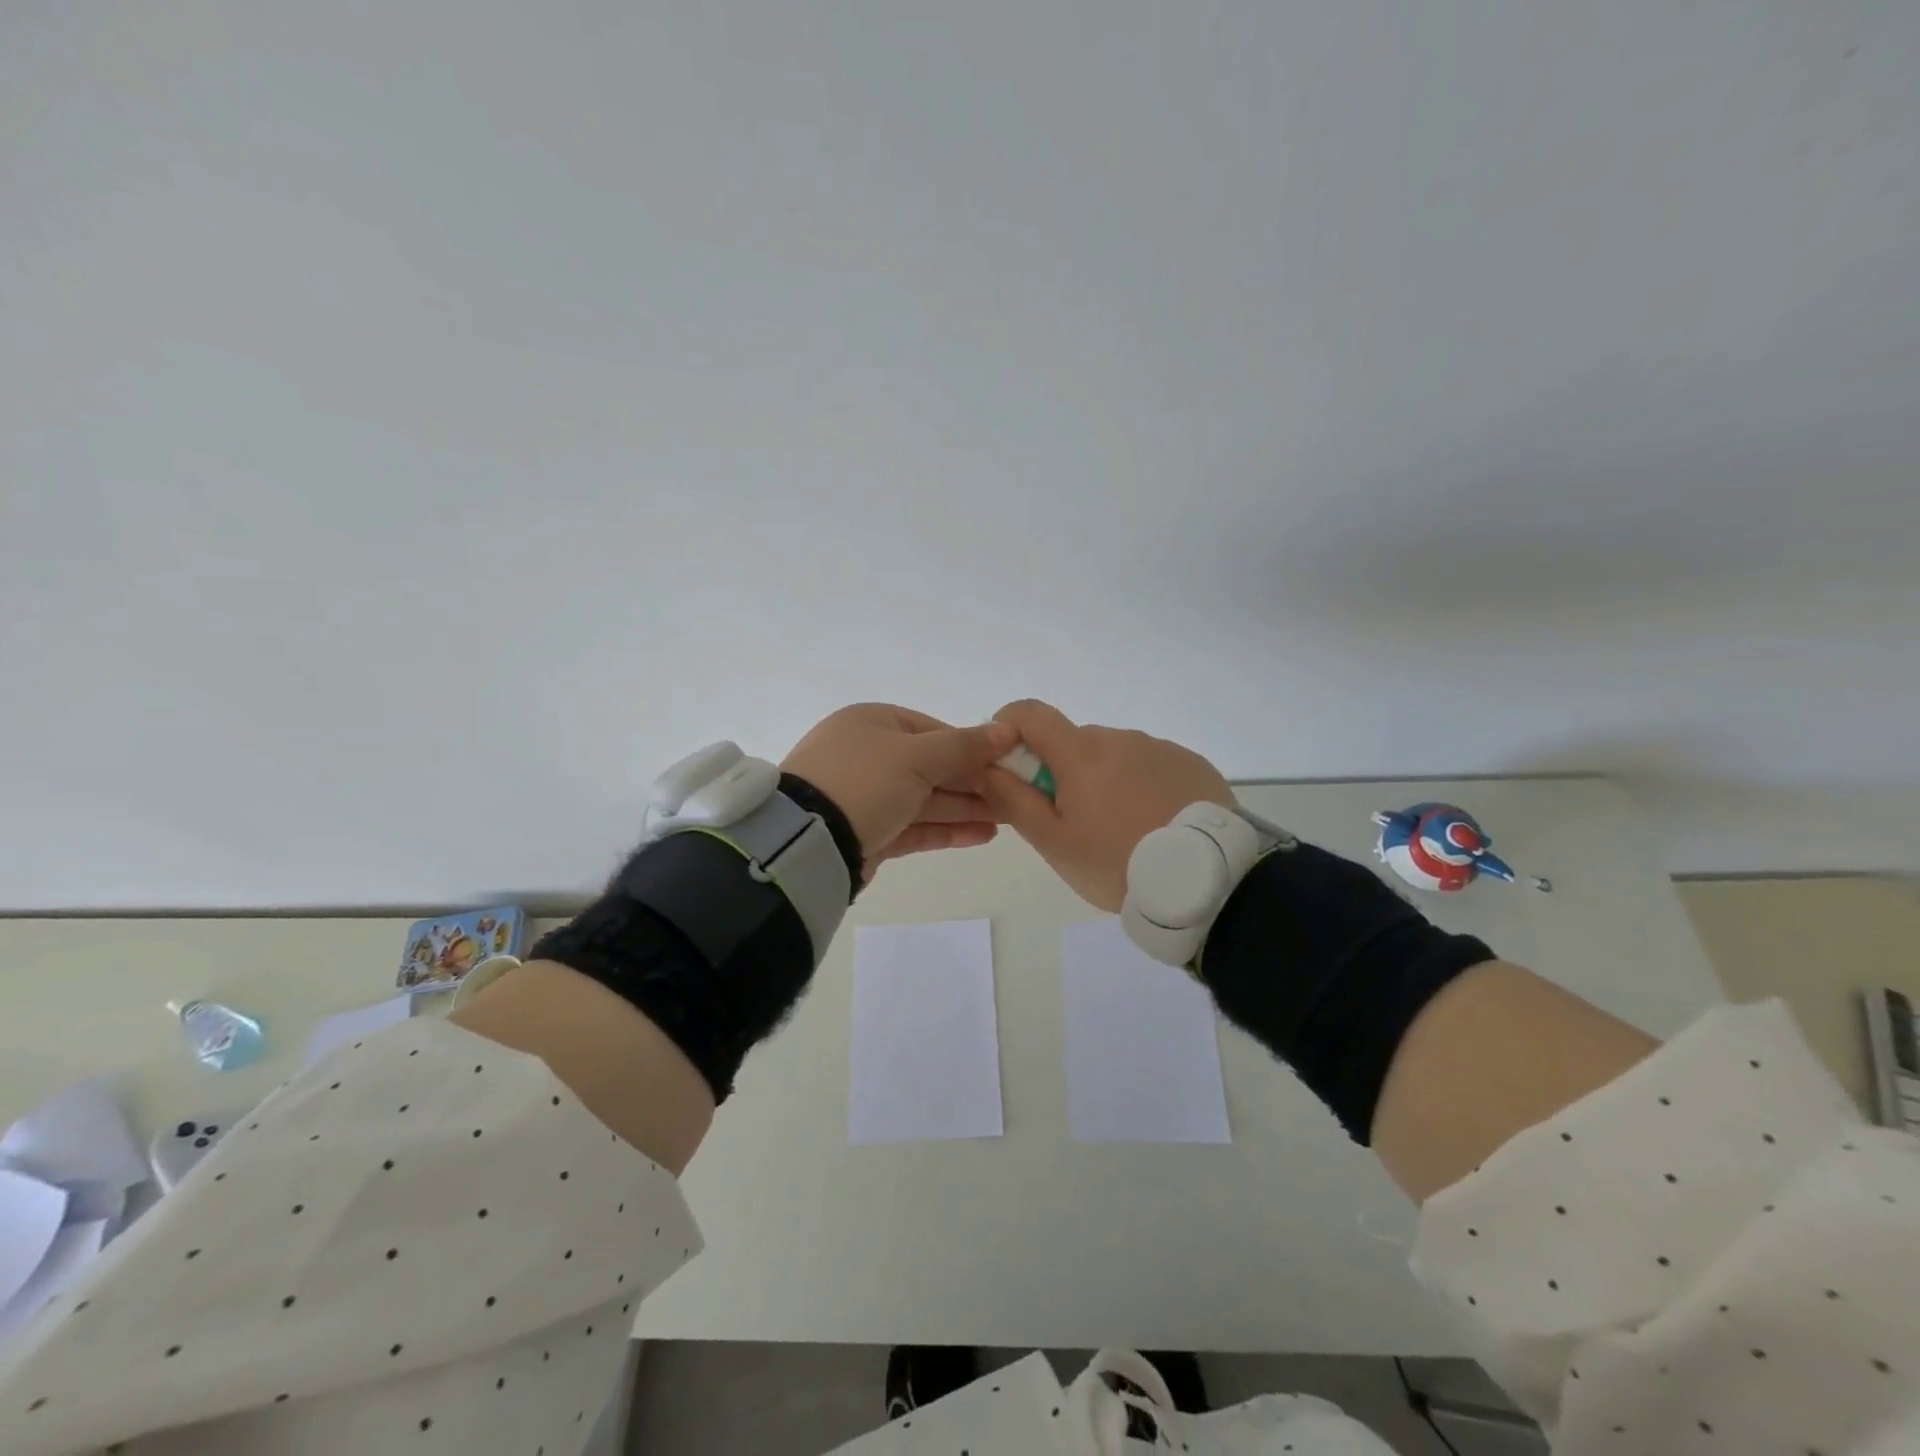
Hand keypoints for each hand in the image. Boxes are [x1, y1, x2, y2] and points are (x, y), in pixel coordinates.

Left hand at [782, 705, 1019, 877]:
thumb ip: (965, 746)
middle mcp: (868, 754)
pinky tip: (982, 835)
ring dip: (965, 807)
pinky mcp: (869, 832)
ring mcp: (866, 796)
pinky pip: (914, 825)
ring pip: (925, 798)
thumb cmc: (864, 782)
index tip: (1007, 765)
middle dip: (973, 781)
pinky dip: (946, 829)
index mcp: (874, 722)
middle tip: (1015, 796)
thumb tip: (1008, 729)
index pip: (934, 730)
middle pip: (932, 766)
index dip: (973, 747)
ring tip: (1008, 819)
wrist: (806, 841)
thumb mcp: (917, 757)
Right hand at [977, 699, 1233, 910]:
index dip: (1008, 728)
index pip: (1030, 713)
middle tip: (1072, 821)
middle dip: (1061, 770)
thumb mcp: (1054, 843)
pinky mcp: (1191, 763)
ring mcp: (1160, 748)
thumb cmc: (1118, 864)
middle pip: (1073, 740)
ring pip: (1112, 754)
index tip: (1010, 765)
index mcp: (1082, 753)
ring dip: (1103, 778)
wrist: (1207, 882)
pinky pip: (1149, 764)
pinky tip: (1153, 823)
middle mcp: (1120, 738)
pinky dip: (1139, 784)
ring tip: (1121, 830)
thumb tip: (986, 766)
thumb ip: (1014, 800)